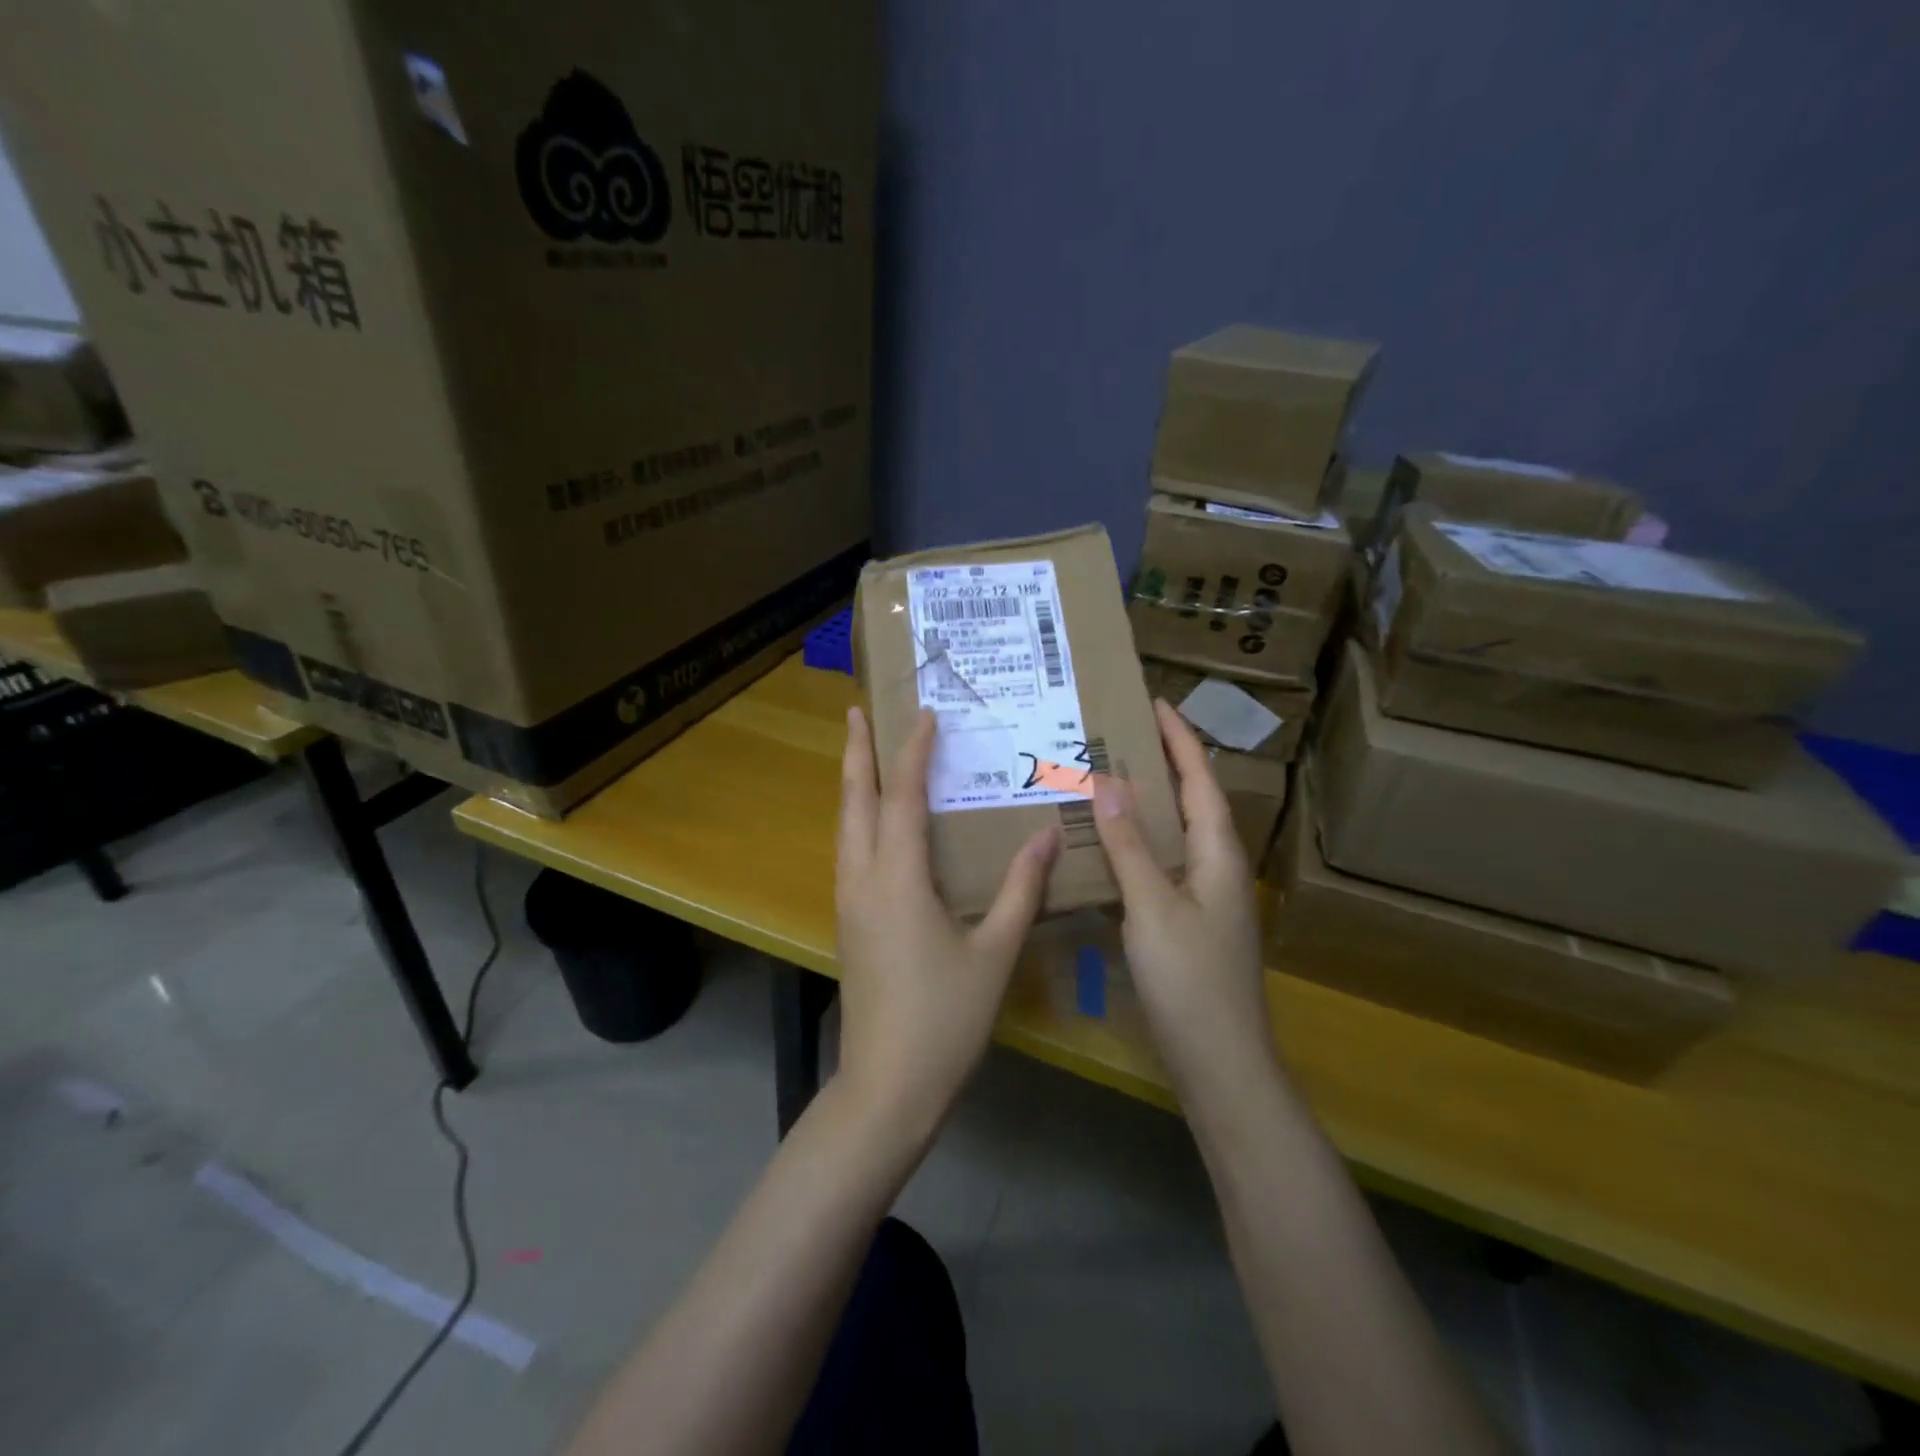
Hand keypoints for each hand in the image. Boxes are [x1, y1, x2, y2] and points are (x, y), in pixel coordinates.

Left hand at [834, 706, 1060, 1141]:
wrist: (886, 1085)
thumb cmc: (945, 1019)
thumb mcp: (995, 953)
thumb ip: (1021, 890)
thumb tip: (1046, 833)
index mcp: (898, 879)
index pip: (901, 797)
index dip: (912, 752)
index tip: (925, 715)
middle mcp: (863, 880)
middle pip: (854, 801)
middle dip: (856, 753)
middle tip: (858, 711)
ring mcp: (848, 902)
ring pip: (844, 826)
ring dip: (852, 784)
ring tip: (862, 753)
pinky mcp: (848, 923)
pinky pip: (848, 852)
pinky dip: (857, 819)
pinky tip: (873, 824)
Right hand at [1091, 701, 1273, 1095]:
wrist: (1221, 1063)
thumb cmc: (1191, 979)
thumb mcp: (1153, 907)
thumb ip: (1131, 845)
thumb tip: (1109, 781)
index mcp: (1218, 853)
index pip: (1200, 780)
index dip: (1179, 739)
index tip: (1155, 701)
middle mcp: (1216, 867)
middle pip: (1191, 801)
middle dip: (1162, 763)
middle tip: (1117, 735)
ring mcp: (1204, 897)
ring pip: (1174, 834)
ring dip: (1146, 803)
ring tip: (1105, 778)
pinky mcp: (1187, 922)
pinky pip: (1160, 865)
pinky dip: (1136, 844)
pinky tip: (1105, 848)